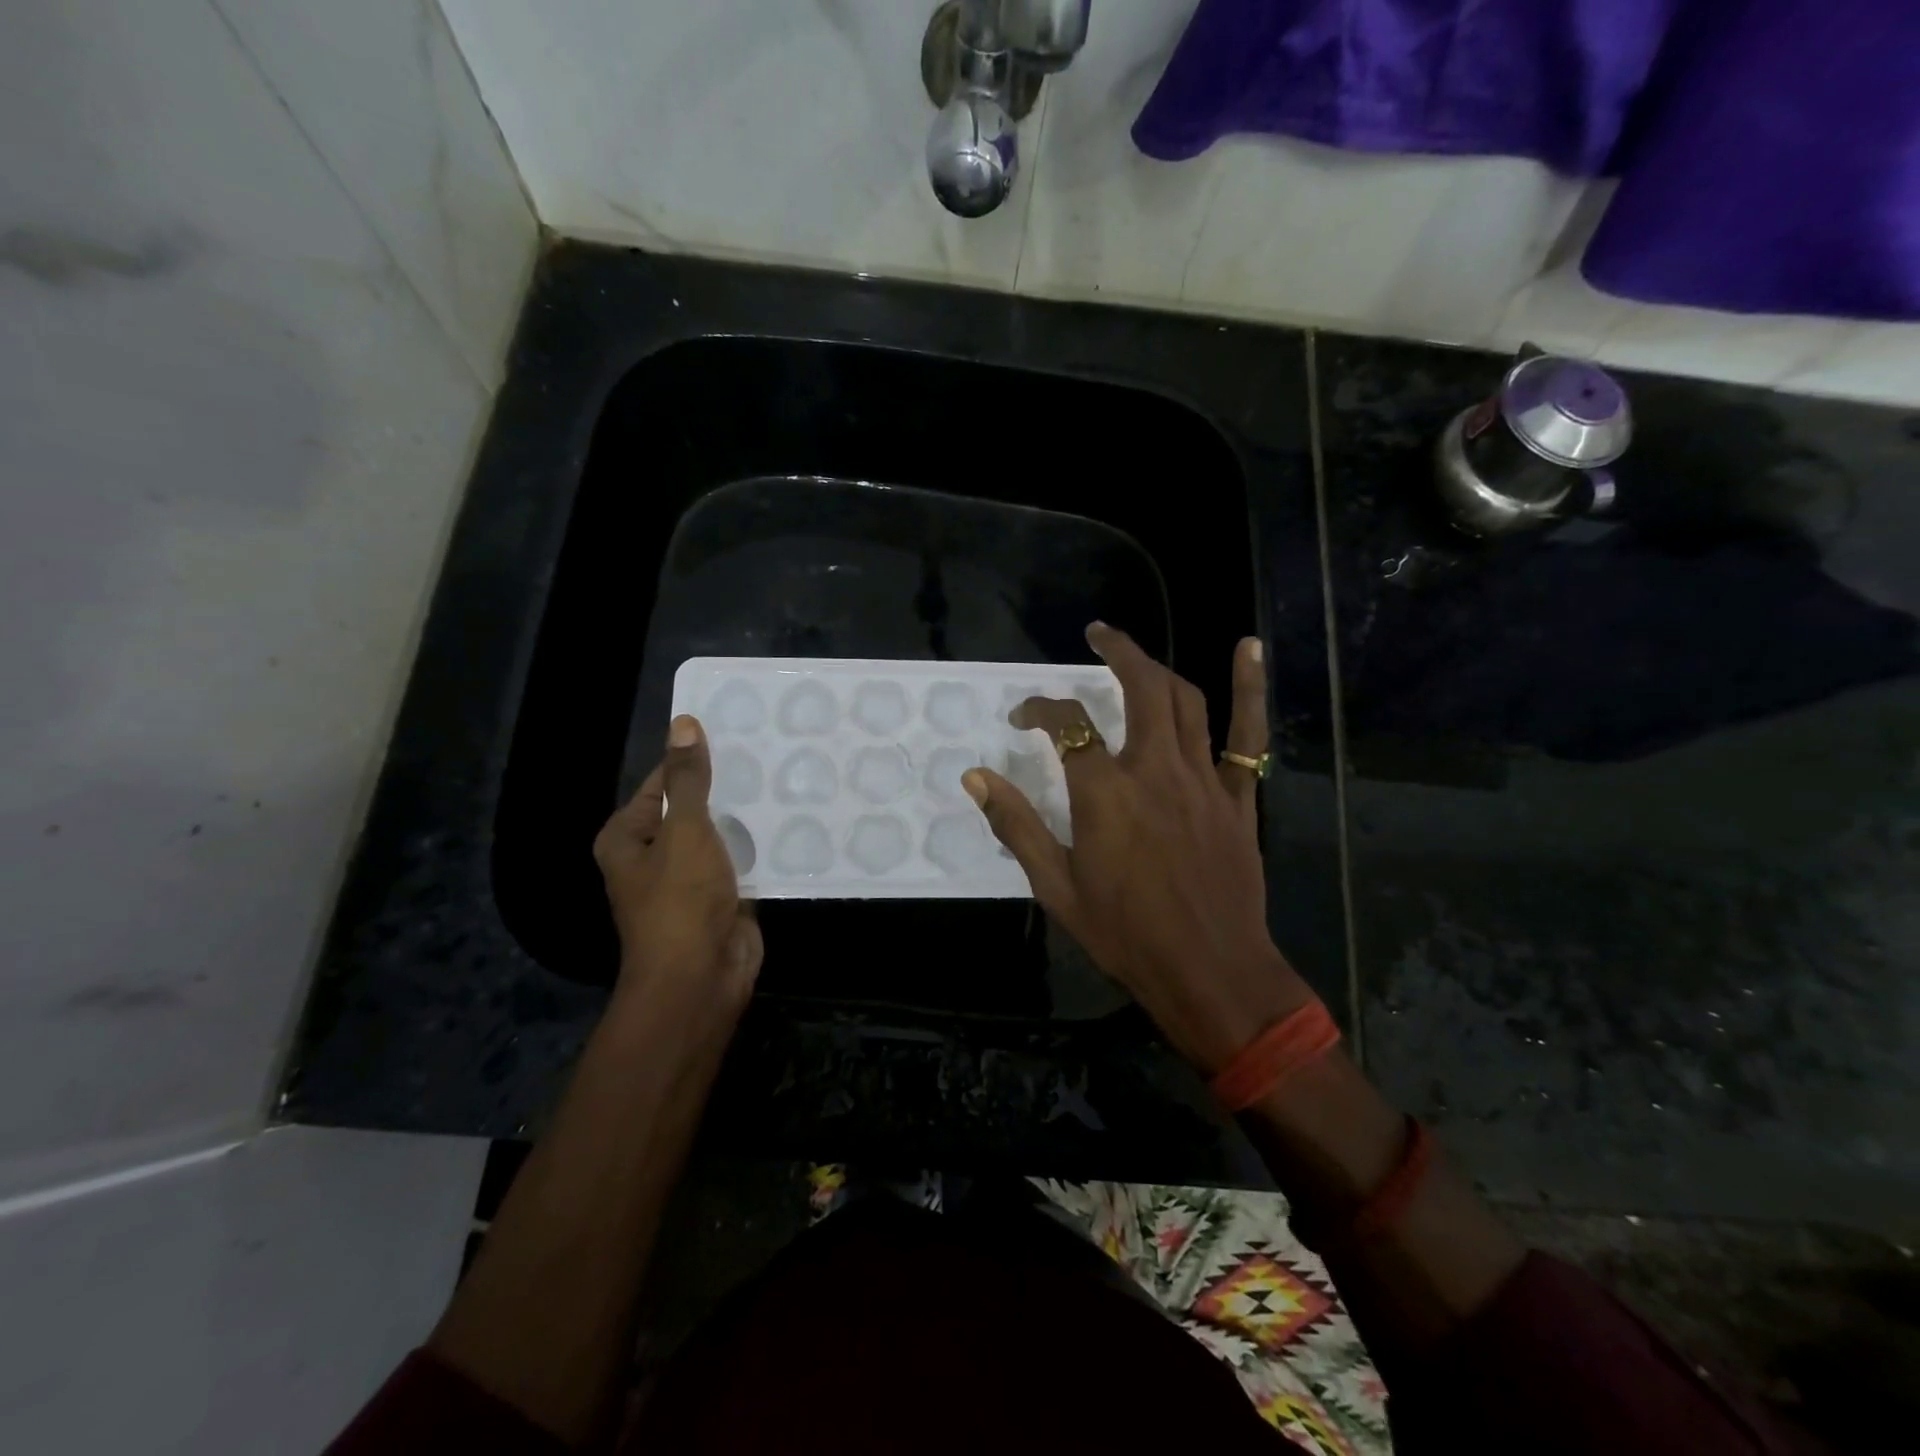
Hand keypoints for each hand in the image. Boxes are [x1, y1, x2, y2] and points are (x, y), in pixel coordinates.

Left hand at [593, 715, 762, 1015]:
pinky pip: (743, 860)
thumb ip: (689, 780)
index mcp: (629, 836)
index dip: (696, 758)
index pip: (663, 782)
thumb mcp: (684, 830)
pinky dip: (762, 846)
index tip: (737, 732)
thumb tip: (683, 723)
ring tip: (787, 777)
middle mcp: (655, 854)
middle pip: (694, 807)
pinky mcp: (723, 897)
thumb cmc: (680, 901)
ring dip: (748, 816)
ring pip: (722, 834)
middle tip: (771, 750)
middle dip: (728, 786)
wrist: (700, 979)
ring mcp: (691, 878)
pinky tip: (793, 820)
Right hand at [964, 624, 1314, 1071]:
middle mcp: (1155, 770)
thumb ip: (1017, 825)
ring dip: (1159, 667)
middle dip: (1116, 652)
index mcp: (1105, 794)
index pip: (1066, 725)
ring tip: (1136, 654)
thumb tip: (975, 776)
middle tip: (1096, 635)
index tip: (1023, 718)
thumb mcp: (1056, 887)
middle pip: (1139, 688)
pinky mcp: (1237, 795)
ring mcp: (1203, 779)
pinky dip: (1251, 686)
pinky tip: (1248, 646)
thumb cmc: (1125, 934)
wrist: (1209, 972)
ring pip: (1186, 700)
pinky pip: (1247, 733)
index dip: (1040, 709)